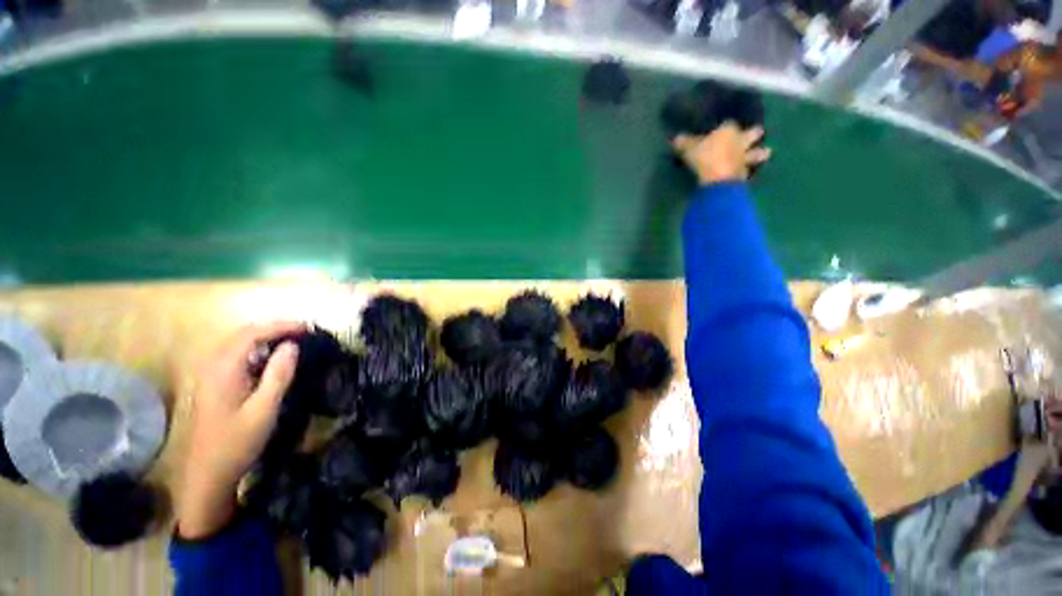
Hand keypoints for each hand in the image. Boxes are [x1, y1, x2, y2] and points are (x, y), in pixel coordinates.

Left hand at [177, 321, 303, 538]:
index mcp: (223, 370)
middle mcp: (212, 366)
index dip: (281, 326)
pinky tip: (271, 359)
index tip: (308, 328)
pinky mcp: (213, 385)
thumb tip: (292, 345)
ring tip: (292, 340)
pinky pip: (236, 356)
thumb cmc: (237, 443)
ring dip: (265, 337)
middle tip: (303, 331)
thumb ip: (278, 374)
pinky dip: (257, 350)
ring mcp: (209, 376)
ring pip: (238, 344)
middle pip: (242, 334)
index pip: (252, 334)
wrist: (206, 475)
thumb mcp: (264, 409)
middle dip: (274, 328)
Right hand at [672, 123, 770, 185]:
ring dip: (760, 153)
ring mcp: (744, 157)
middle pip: (750, 134)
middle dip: (754, 133)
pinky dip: (748, 170)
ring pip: (755, 152)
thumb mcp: (689, 149)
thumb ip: (684, 143)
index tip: (723, 128)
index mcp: (728, 130)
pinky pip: (748, 170)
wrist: (718, 177)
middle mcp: (740, 140)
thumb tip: (676, 138)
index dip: (726, 126)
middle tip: (760, 131)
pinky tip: (749, 172)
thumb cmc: (704, 157)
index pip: (728, 124)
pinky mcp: (744, 172)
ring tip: (768, 152)